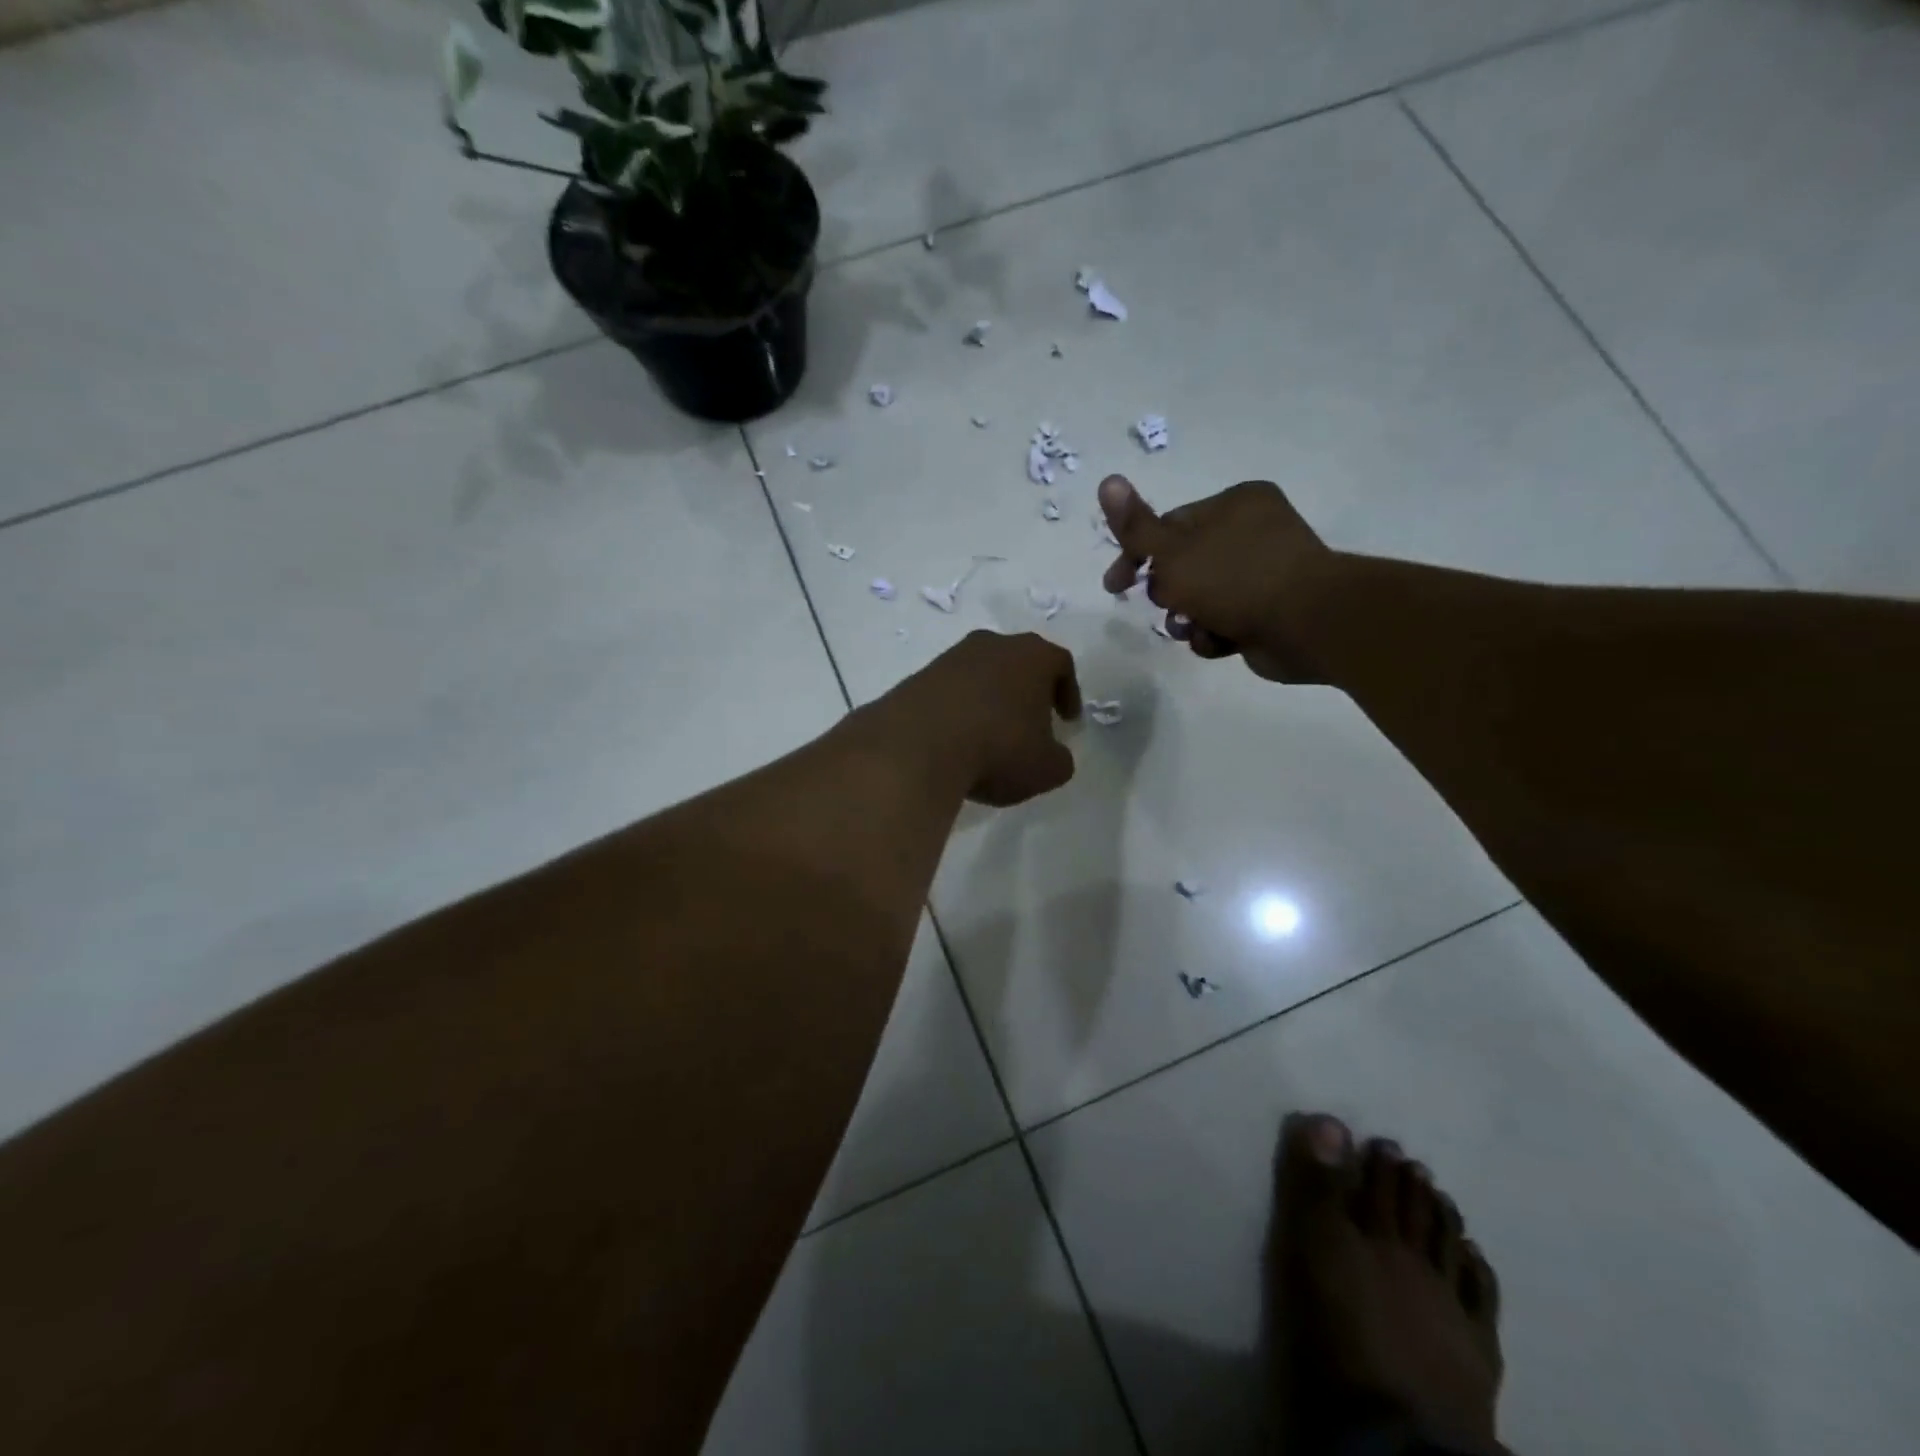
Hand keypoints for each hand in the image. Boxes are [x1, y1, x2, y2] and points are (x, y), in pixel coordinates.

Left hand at [874, 631, 1081, 805]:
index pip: (1060, 664)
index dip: (1068, 692)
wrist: (917, 746)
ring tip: (991, 736)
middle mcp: (992, 645)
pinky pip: (951, 691)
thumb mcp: (1046, 768)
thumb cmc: (998, 748)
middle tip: (1031, 724)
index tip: (1067, 720)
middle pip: (1019, 662)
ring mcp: (951, 658)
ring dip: (991, 700)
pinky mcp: (919, 677)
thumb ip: (1059, 759)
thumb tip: (1053, 755)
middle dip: (1027, 692)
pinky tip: (958, 739)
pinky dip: (960, 710)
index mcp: (1032, 656)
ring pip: (982, 674)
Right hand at [1099, 474, 1339, 682]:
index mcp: (1234, 504)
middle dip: (1168, 592)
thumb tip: (1106, 481)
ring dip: (1188, 618)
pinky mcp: (1269, 611)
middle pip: (1183, 564)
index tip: (1115, 586)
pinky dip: (1215, 633)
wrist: (1306, 624)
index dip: (1136, 554)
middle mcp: (1252, 532)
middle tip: (1169, 606)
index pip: (1169, 524)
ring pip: (1201, 597)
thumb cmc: (1235, 578)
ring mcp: (1263, 573)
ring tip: (1193, 628)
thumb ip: (1136, 526)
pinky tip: (1220, 640)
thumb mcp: (1173, 552)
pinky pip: (1225, 620)